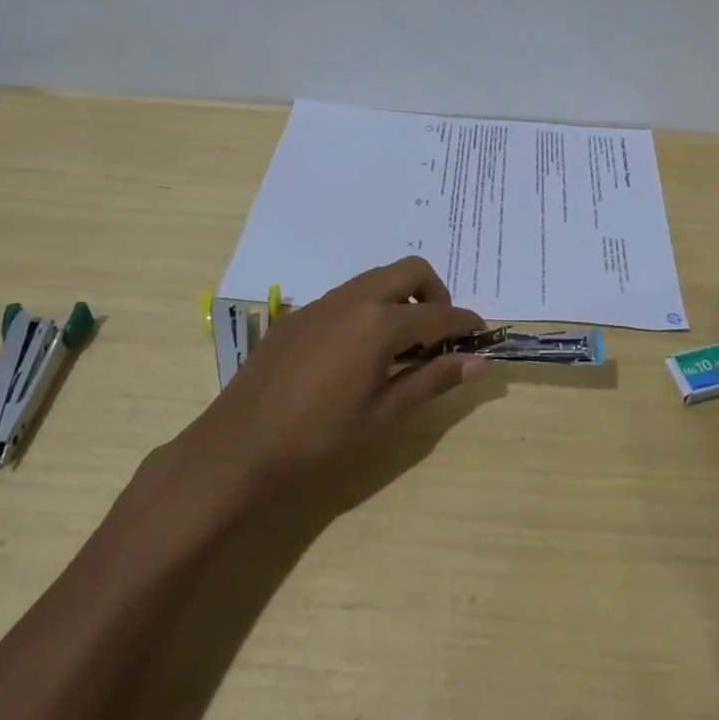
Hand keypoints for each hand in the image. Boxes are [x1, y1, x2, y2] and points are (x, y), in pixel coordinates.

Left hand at [165, 258, 487, 507]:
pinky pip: (346, 297)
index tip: (481, 335)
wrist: (237, 449)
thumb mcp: (385, 416)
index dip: (466, 323)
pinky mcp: (297, 316)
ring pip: (375, 279)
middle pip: (410, 270)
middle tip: (438, 334)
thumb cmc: (320, 440)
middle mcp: (353, 299)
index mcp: (379, 323)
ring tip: (400, 345)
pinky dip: (368, 309)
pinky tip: (356, 353)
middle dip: (435, 294)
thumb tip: (479, 362)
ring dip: (400, 298)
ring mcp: (320, 304)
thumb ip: (433, 380)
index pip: (439, 313)